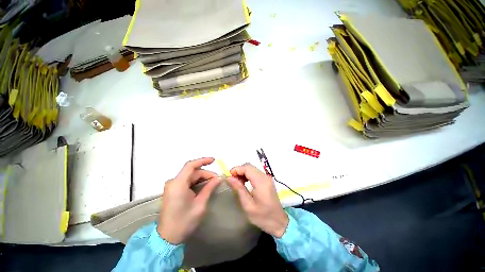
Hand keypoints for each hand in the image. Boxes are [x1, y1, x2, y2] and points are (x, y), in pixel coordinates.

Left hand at [157, 157, 220, 244]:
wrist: (167, 238)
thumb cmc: (184, 222)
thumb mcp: (200, 204)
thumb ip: (209, 188)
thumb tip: (218, 178)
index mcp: (178, 184)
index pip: (191, 165)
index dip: (203, 161)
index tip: (214, 160)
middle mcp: (173, 182)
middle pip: (192, 172)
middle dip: (205, 173)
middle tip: (217, 179)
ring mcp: (172, 186)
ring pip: (190, 176)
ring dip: (202, 177)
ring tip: (212, 182)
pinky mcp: (173, 190)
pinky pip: (186, 181)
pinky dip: (196, 181)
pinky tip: (204, 185)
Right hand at [227, 163, 288, 237]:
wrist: (279, 222)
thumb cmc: (263, 217)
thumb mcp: (248, 205)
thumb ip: (239, 189)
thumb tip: (229, 178)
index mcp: (261, 182)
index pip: (247, 168)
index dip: (237, 169)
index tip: (229, 176)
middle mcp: (265, 177)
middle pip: (249, 166)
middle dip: (239, 170)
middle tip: (232, 180)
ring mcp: (267, 178)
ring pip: (252, 169)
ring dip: (243, 172)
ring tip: (236, 182)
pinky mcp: (267, 180)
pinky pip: (255, 173)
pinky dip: (248, 175)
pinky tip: (244, 183)